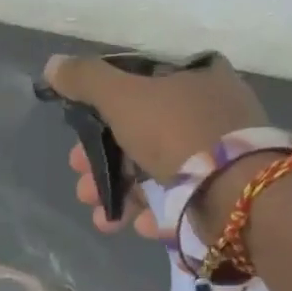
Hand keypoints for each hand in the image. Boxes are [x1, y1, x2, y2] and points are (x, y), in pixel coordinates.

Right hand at [43, 52, 268, 237]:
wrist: (238, 194)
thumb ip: (86, 80)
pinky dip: (155, 212)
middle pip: (143, 134)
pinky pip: (182, 199)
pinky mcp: (227, 193)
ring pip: (157, 171)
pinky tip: (139, 225)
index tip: (77, 139)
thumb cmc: (177, 132)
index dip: (102, 112)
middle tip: (82, 185)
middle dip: (104, 165)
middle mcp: (213, 111)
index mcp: (196, 77)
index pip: (139, 87)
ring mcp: (223, 154)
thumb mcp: (123, 97)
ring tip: (103, 219)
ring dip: (122, 194)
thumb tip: (52, 65)